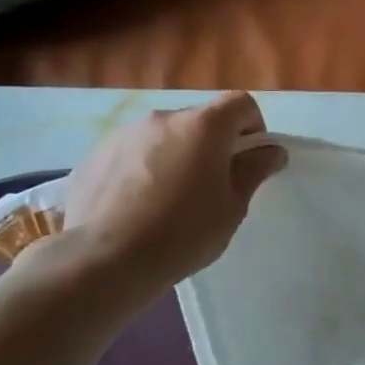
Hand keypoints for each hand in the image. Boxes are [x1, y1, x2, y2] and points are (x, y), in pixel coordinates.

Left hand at [59, 92, 286, 293]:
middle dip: (211, 144)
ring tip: (168, 199)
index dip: (253, 127)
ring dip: (174, 156)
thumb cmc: (183, 233)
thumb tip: (271, 151)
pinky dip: (140, 170)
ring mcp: (122, 135)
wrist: (104, 262)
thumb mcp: (232, 207)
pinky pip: (130, 155)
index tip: (249, 160)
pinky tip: (136, 207)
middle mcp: (162, 119)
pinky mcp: (92, 157)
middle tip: (210, 186)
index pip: (240, 103)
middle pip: (199, 120)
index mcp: (203, 126)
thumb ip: (253, 171)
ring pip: (162, 137)